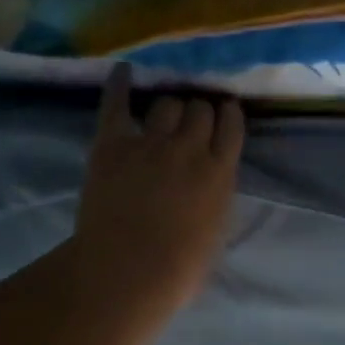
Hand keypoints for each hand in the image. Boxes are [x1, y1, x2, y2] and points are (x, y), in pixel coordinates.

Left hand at [69, 66, 243, 344]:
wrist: (125, 273)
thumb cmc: (178, 269)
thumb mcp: (217, 232)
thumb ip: (217, 195)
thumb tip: (213, 179)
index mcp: (220, 172)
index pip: (231, 125)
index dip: (228, 115)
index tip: (224, 112)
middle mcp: (189, 148)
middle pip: (199, 109)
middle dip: (198, 110)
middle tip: (191, 120)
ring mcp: (150, 142)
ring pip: (166, 103)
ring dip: (169, 106)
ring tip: (164, 113)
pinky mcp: (112, 143)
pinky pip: (117, 103)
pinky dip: (120, 84)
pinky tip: (124, 70)